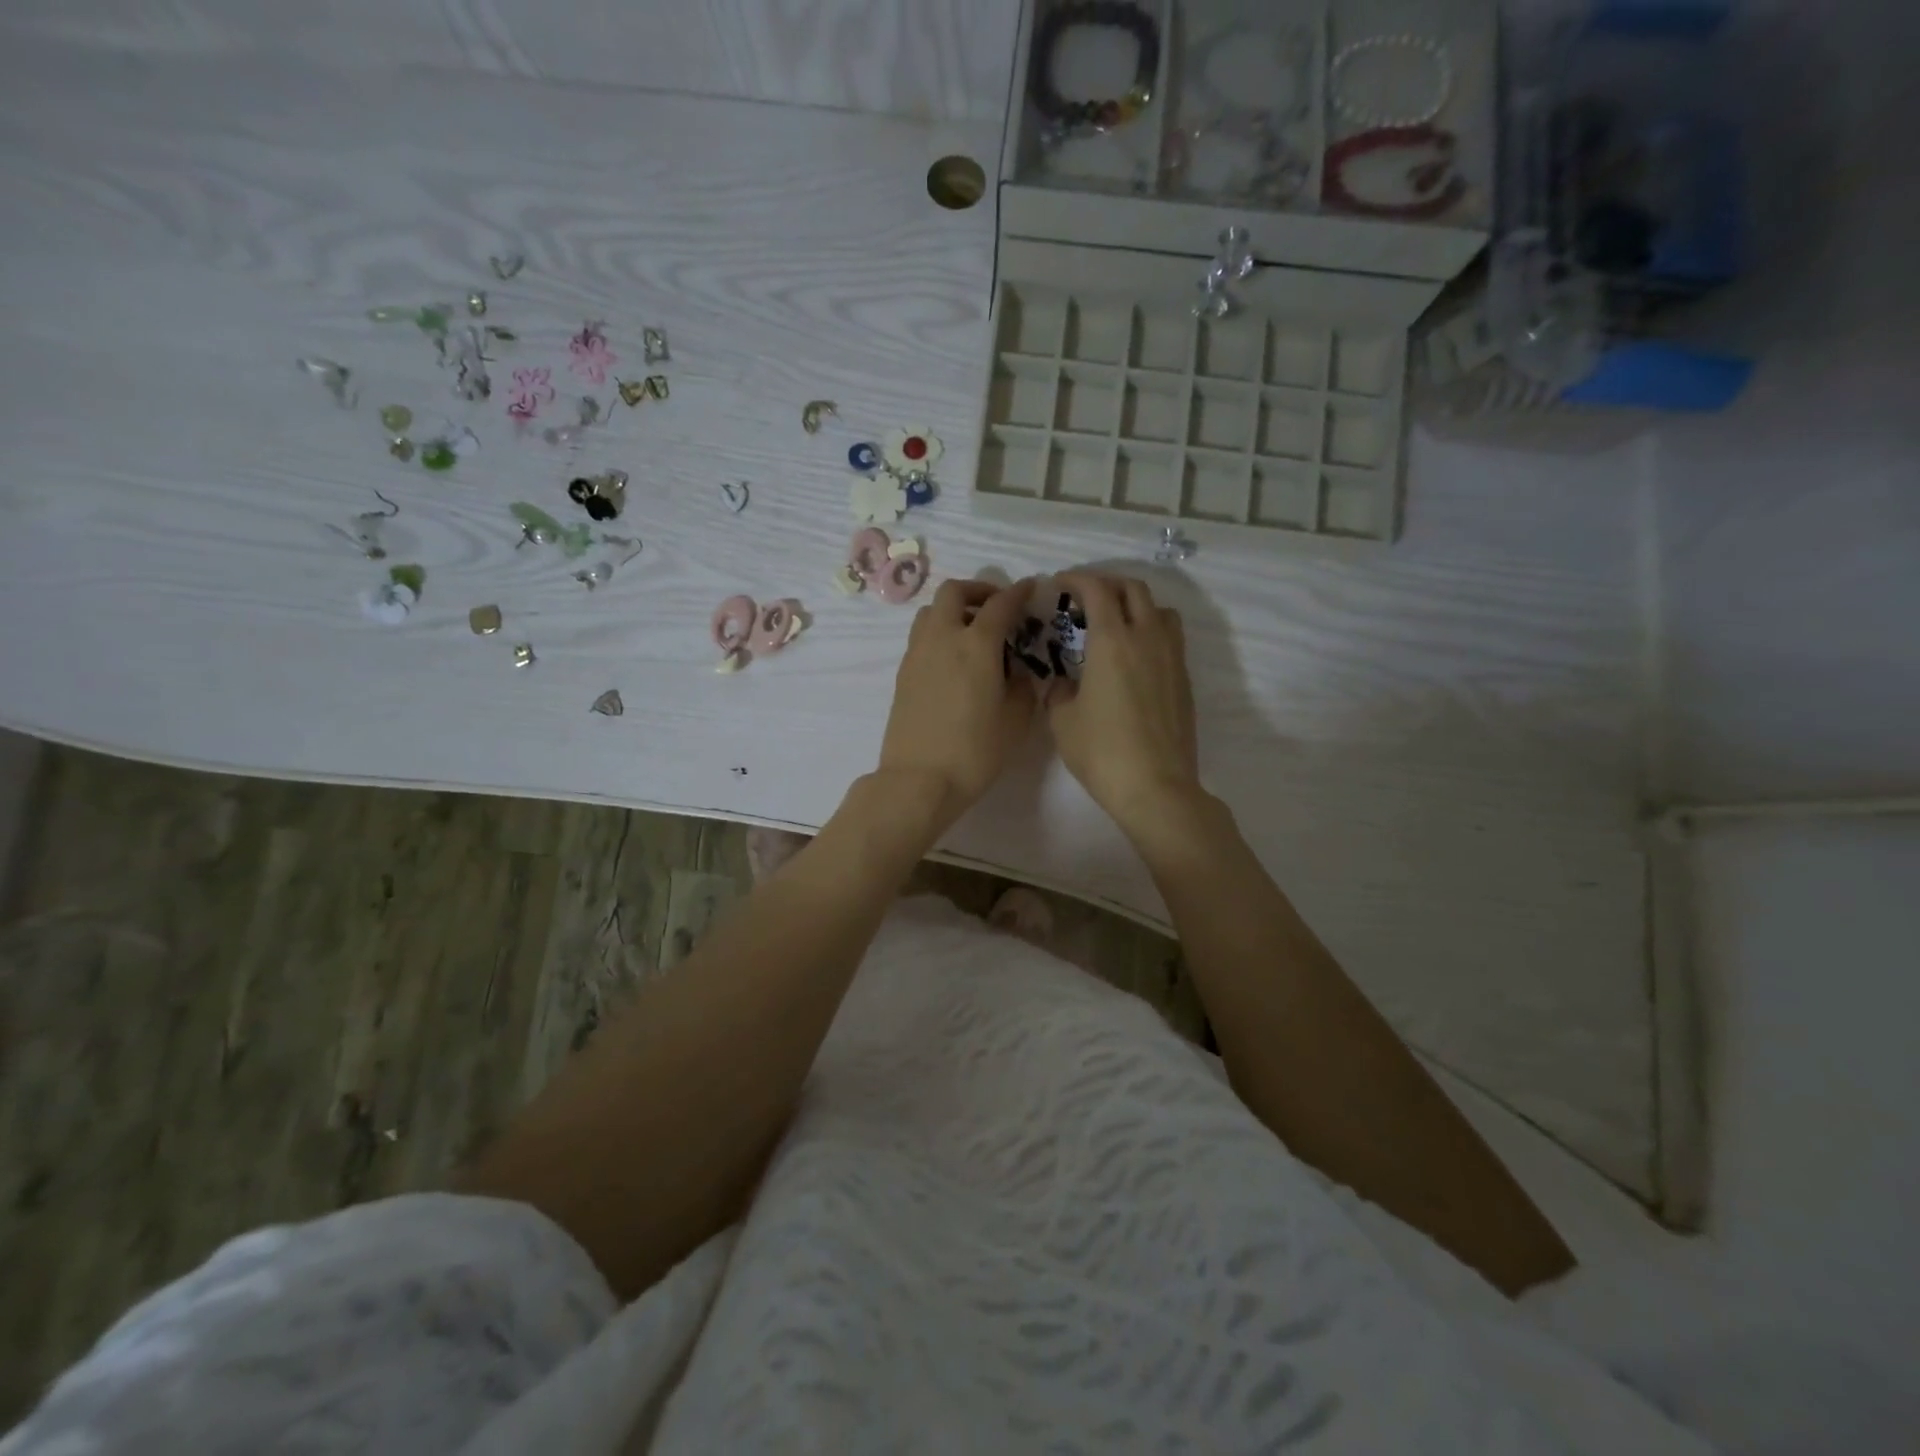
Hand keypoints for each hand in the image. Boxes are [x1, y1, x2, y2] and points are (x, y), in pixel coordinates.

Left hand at [876, 577, 1037, 832]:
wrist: (919, 780)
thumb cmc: (975, 752)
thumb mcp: (1015, 720)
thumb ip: (1021, 686)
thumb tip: (1016, 671)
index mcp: (976, 644)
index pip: (1000, 604)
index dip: (1018, 592)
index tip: (1031, 588)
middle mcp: (942, 638)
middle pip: (954, 592)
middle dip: (978, 590)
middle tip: (996, 608)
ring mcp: (917, 654)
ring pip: (931, 612)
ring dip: (954, 610)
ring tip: (973, 633)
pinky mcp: (903, 674)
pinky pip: (922, 637)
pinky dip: (940, 633)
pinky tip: (955, 660)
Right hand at [1048, 572, 1202, 842]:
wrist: (1155, 786)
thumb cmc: (1101, 751)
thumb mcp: (1062, 721)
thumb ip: (1059, 691)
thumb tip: (1064, 684)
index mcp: (1112, 641)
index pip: (1097, 589)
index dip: (1076, 579)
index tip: (1059, 583)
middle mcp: (1147, 638)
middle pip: (1134, 589)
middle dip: (1108, 584)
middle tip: (1085, 598)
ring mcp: (1172, 658)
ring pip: (1159, 610)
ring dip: (1136, 605)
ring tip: (1116, 622)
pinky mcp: (1184, 680)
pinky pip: (1170, 638)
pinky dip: (1150, 631)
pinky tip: (1133, 657)